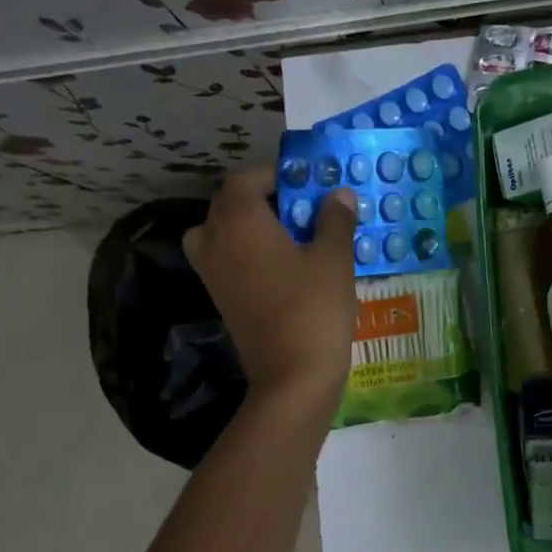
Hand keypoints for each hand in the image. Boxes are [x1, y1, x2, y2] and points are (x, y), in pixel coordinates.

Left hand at [184, 166, 357, 413]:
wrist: (292, 376)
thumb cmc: (314, 308)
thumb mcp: (334, 258)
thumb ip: (335, 220)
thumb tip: (339, 195)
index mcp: (239, 221)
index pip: (246, 179)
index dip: (276, 175)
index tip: (308, 182)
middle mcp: (215, 241)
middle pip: (229, 204)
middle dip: (264, 199)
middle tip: (303, 208)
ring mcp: (212, 273)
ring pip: (222, 233)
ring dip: (250, 227)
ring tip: (288, 237)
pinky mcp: (221, 299)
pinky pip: (227, 261)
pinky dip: (247, 254)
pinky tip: (284, 266)